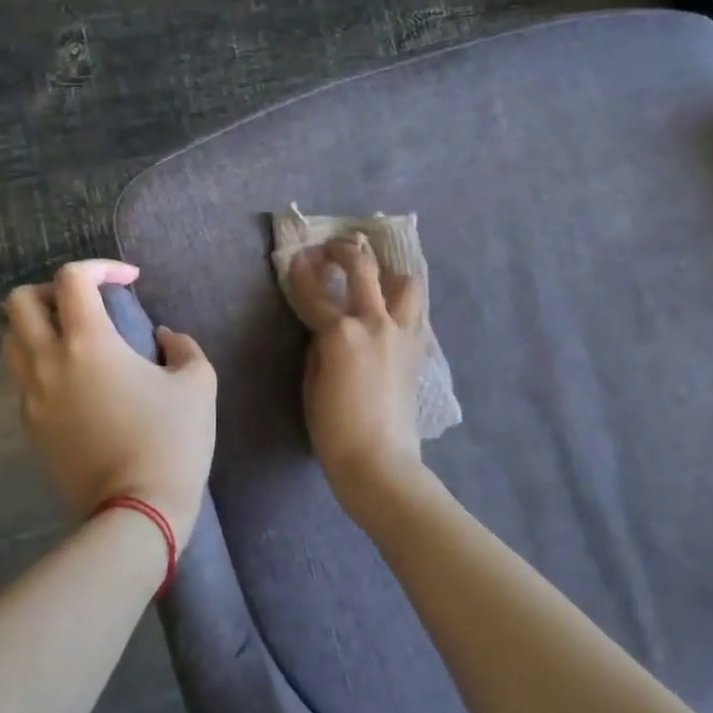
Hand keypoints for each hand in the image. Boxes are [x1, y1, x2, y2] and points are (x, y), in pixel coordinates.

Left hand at [2, 260, 217, 544]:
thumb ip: (182, 347)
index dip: (101, 266)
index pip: (72, 279)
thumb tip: (163, 338)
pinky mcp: (29, 427)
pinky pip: (21, 379)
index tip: (129, 281)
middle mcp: (48, 362)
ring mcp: (31, 397)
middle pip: (20, 302)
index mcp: (88, 343)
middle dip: (52, 291)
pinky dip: (41, 364)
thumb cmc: (171, 442)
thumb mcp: (197, 385)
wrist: (135, 513)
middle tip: (87, 305)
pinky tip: (76, 383)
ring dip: (37, 327)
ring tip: (75, 340)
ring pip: (11, 341)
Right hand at [284, 236, 432, 513]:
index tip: (296, 257)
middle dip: (344, 251)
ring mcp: (402, 333)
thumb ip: (318, 347)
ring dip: (387, 272)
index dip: (301, 271)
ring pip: (405, 282)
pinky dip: (401, 302)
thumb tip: (325, 328)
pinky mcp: (417, 349)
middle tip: (332, 249)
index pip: (314, 291)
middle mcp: (375, 322)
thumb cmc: (333, 429)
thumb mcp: (312, 383)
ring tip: (373, 277)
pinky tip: (388, 310)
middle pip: (363, 268)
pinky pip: (414, 311)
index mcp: (341, 332)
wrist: (380, 462)